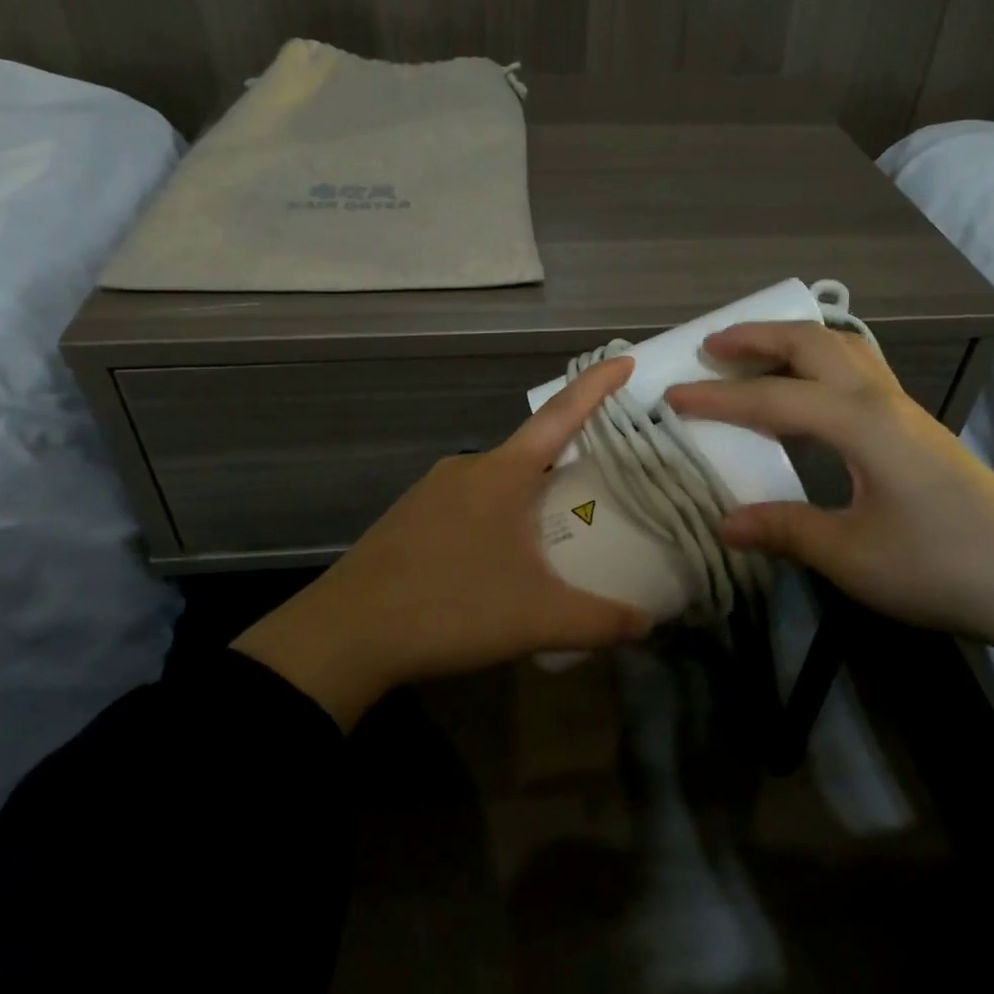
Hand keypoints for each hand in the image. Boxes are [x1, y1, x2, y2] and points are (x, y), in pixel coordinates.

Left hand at [232, 358, 650, 728]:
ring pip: (498, 482)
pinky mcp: (410, 518)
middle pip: (531, 452)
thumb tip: (648, 625)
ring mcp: (432, 491)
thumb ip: (600, 621)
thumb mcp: (537, 619)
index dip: (596, 385)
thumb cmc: (450, 608)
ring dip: (529, 496)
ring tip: (554, 533)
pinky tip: (498, 560)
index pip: (561, 415)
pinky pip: (468, 505)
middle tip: (602, 484)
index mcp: (502, 473)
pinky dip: (497, 517)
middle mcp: (468, 468)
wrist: (345, 634)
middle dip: (568, 460)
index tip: (624, 359)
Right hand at [665, 322, 993, 721]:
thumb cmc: (942, 566)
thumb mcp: (851, 556)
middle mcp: (882, 401)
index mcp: (861, 423)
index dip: (718, 399)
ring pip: (842, 349)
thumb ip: (784, 529)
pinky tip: (810, 389)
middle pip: (812, 344)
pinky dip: (820, 362)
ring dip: (792, 342)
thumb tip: (724, 523)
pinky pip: (859, 370)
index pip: (773, 398)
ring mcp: (905, 410)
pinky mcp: (917, 428)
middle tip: (711, 346)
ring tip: (753, 354)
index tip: (671, 399)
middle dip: (757, 337)